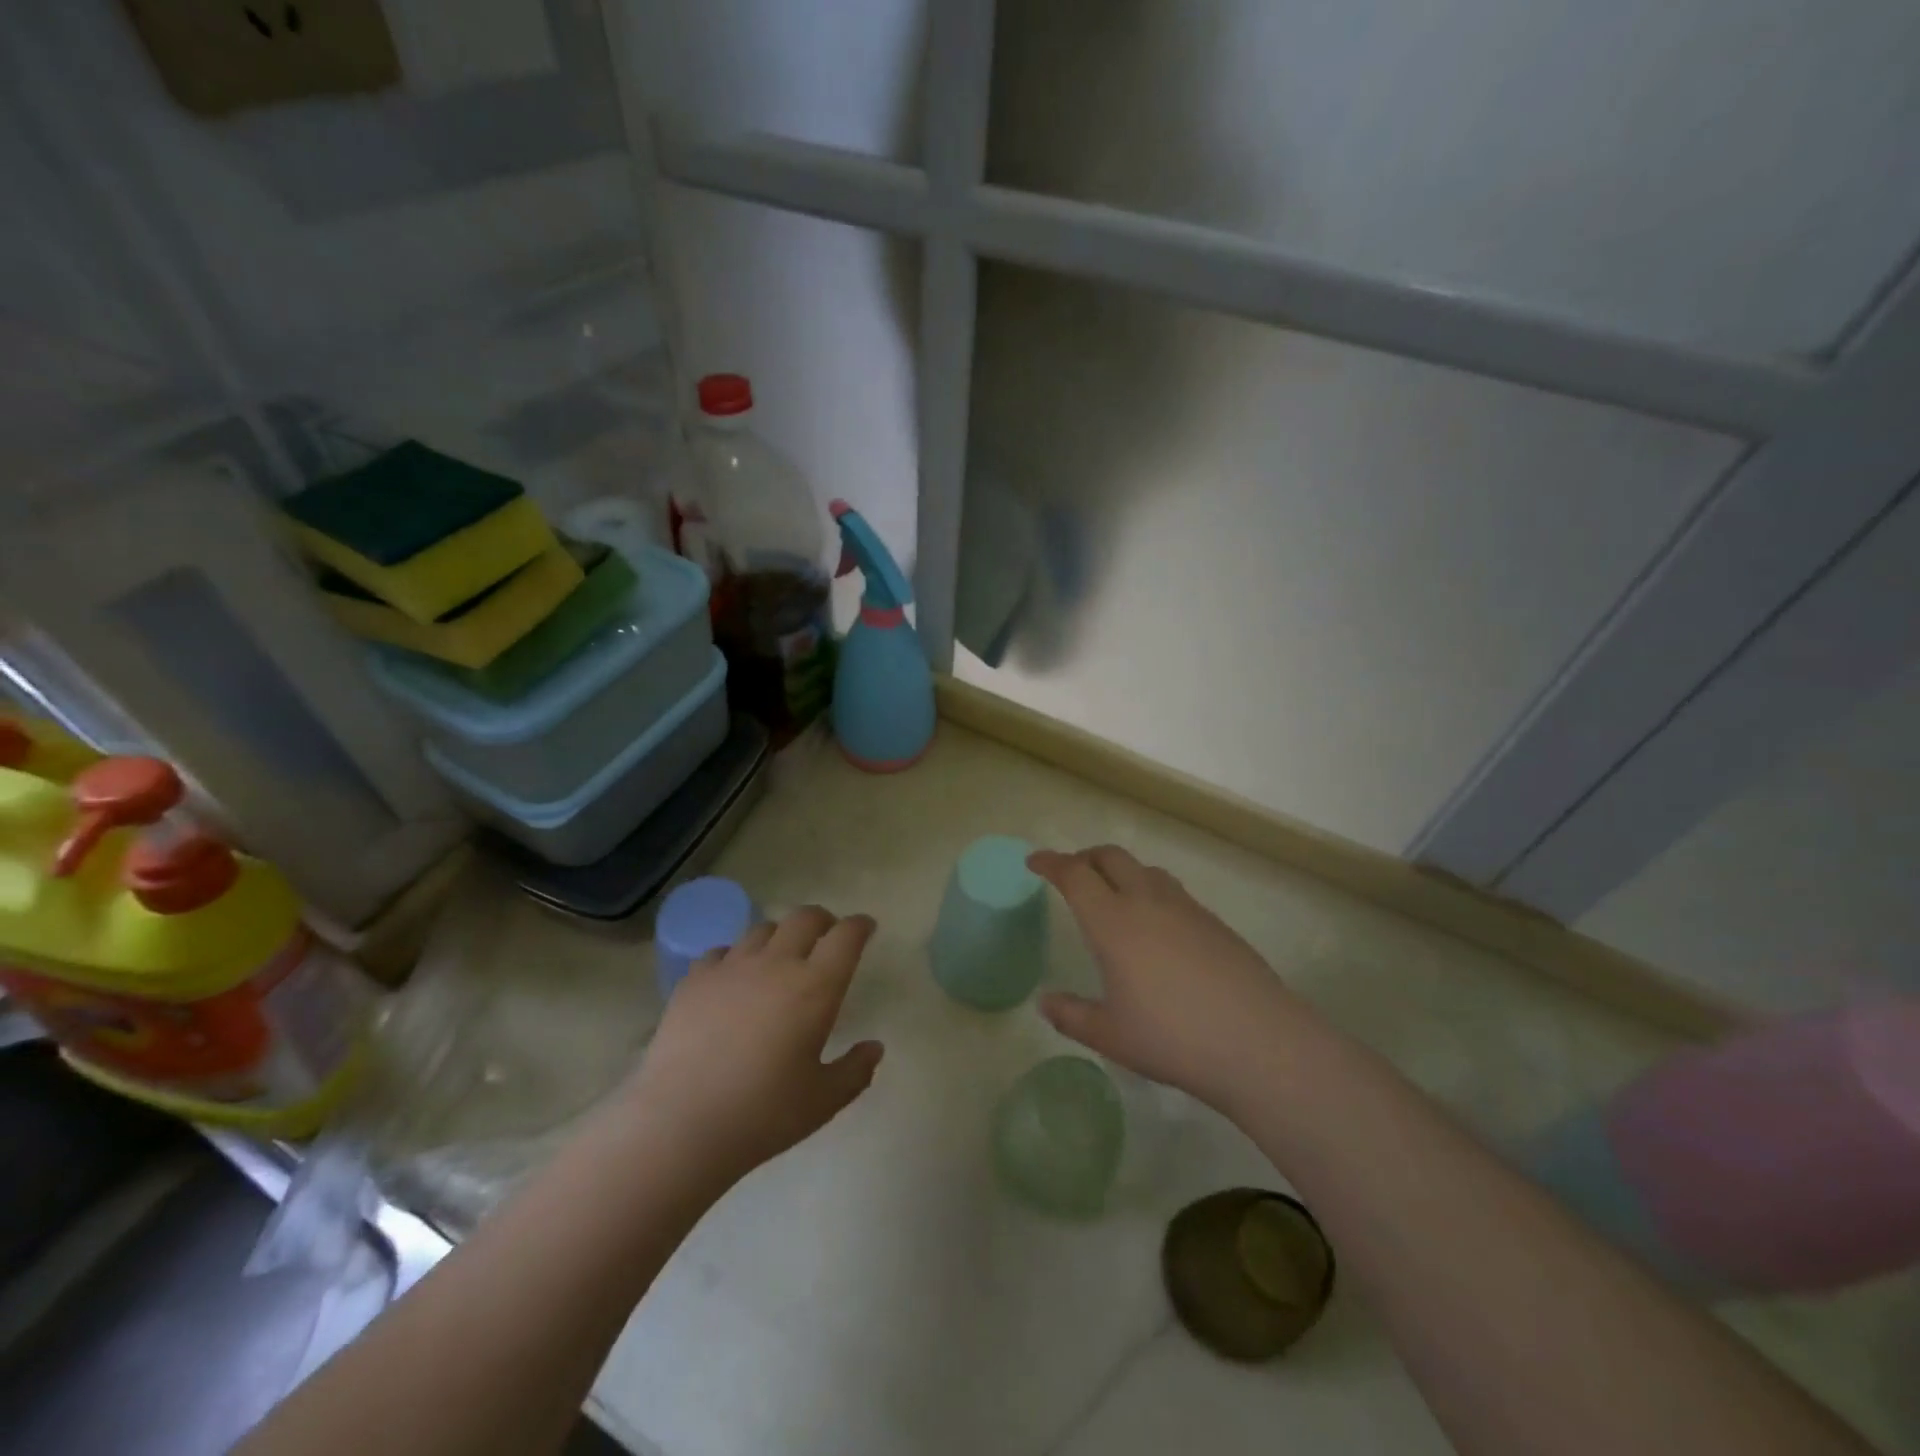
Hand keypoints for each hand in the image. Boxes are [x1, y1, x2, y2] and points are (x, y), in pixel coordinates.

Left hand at [627, 906, 883, 1187]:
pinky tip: (733, 980)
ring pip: (763, 929)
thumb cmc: (763, 1114)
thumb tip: (874, 1047)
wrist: (680, 1124)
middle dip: (822, 920)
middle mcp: (776, 964)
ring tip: (779, 957)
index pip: (846, 936)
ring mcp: (731, 967)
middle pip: (805, 918)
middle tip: (827, 936)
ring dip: (780, 936)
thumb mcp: (823, 1101)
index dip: (860, 926)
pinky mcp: (694, 979)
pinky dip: (736, 957)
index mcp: (816, 987)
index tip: (865, 928)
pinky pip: (721, 951)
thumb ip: (856, 1070)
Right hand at [1029, 846, 1303, 1110]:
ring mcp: (1186, 908)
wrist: (1258, 1042)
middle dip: (1084, 857)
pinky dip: (1150, 890)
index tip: (1034, 862)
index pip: (1075, 875)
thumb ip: (1071, 1015)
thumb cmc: (1173, 1038)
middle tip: (1070, 872)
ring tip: (1113, 893)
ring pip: (1145, 869)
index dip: (1050, 862)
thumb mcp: (1111, 1035)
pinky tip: (1156, 926)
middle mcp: (1147, 902)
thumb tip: (1044, 1002)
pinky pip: (1172, 891)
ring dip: (1121, 870)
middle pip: (1110, 857)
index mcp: (1113, 922)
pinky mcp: (1214, 922)